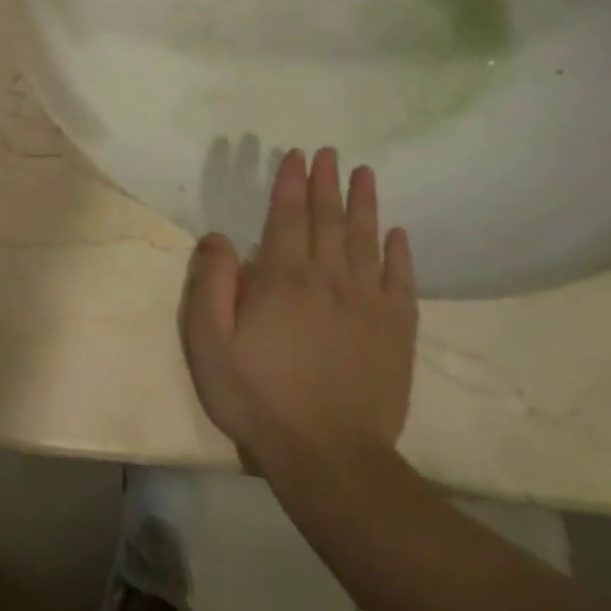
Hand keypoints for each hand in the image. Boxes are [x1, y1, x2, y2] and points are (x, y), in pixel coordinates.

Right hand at [181, 147, 416, 480]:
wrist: (329, 456)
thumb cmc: (257, 396)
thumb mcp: (209, 342)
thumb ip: (210, 284)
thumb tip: (218, 237)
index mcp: (283, 278)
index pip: (288, 216)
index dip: (291, 183)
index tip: (296, 155)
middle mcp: (329, 279)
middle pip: (330, 220)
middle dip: (327, 183)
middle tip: (330, 154)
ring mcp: (368, 304)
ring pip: (367, 240)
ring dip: (365, 204)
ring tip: (366, 174)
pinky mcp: (395, 332)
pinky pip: (400, 281)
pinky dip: (399, 253)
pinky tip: (397, 234)